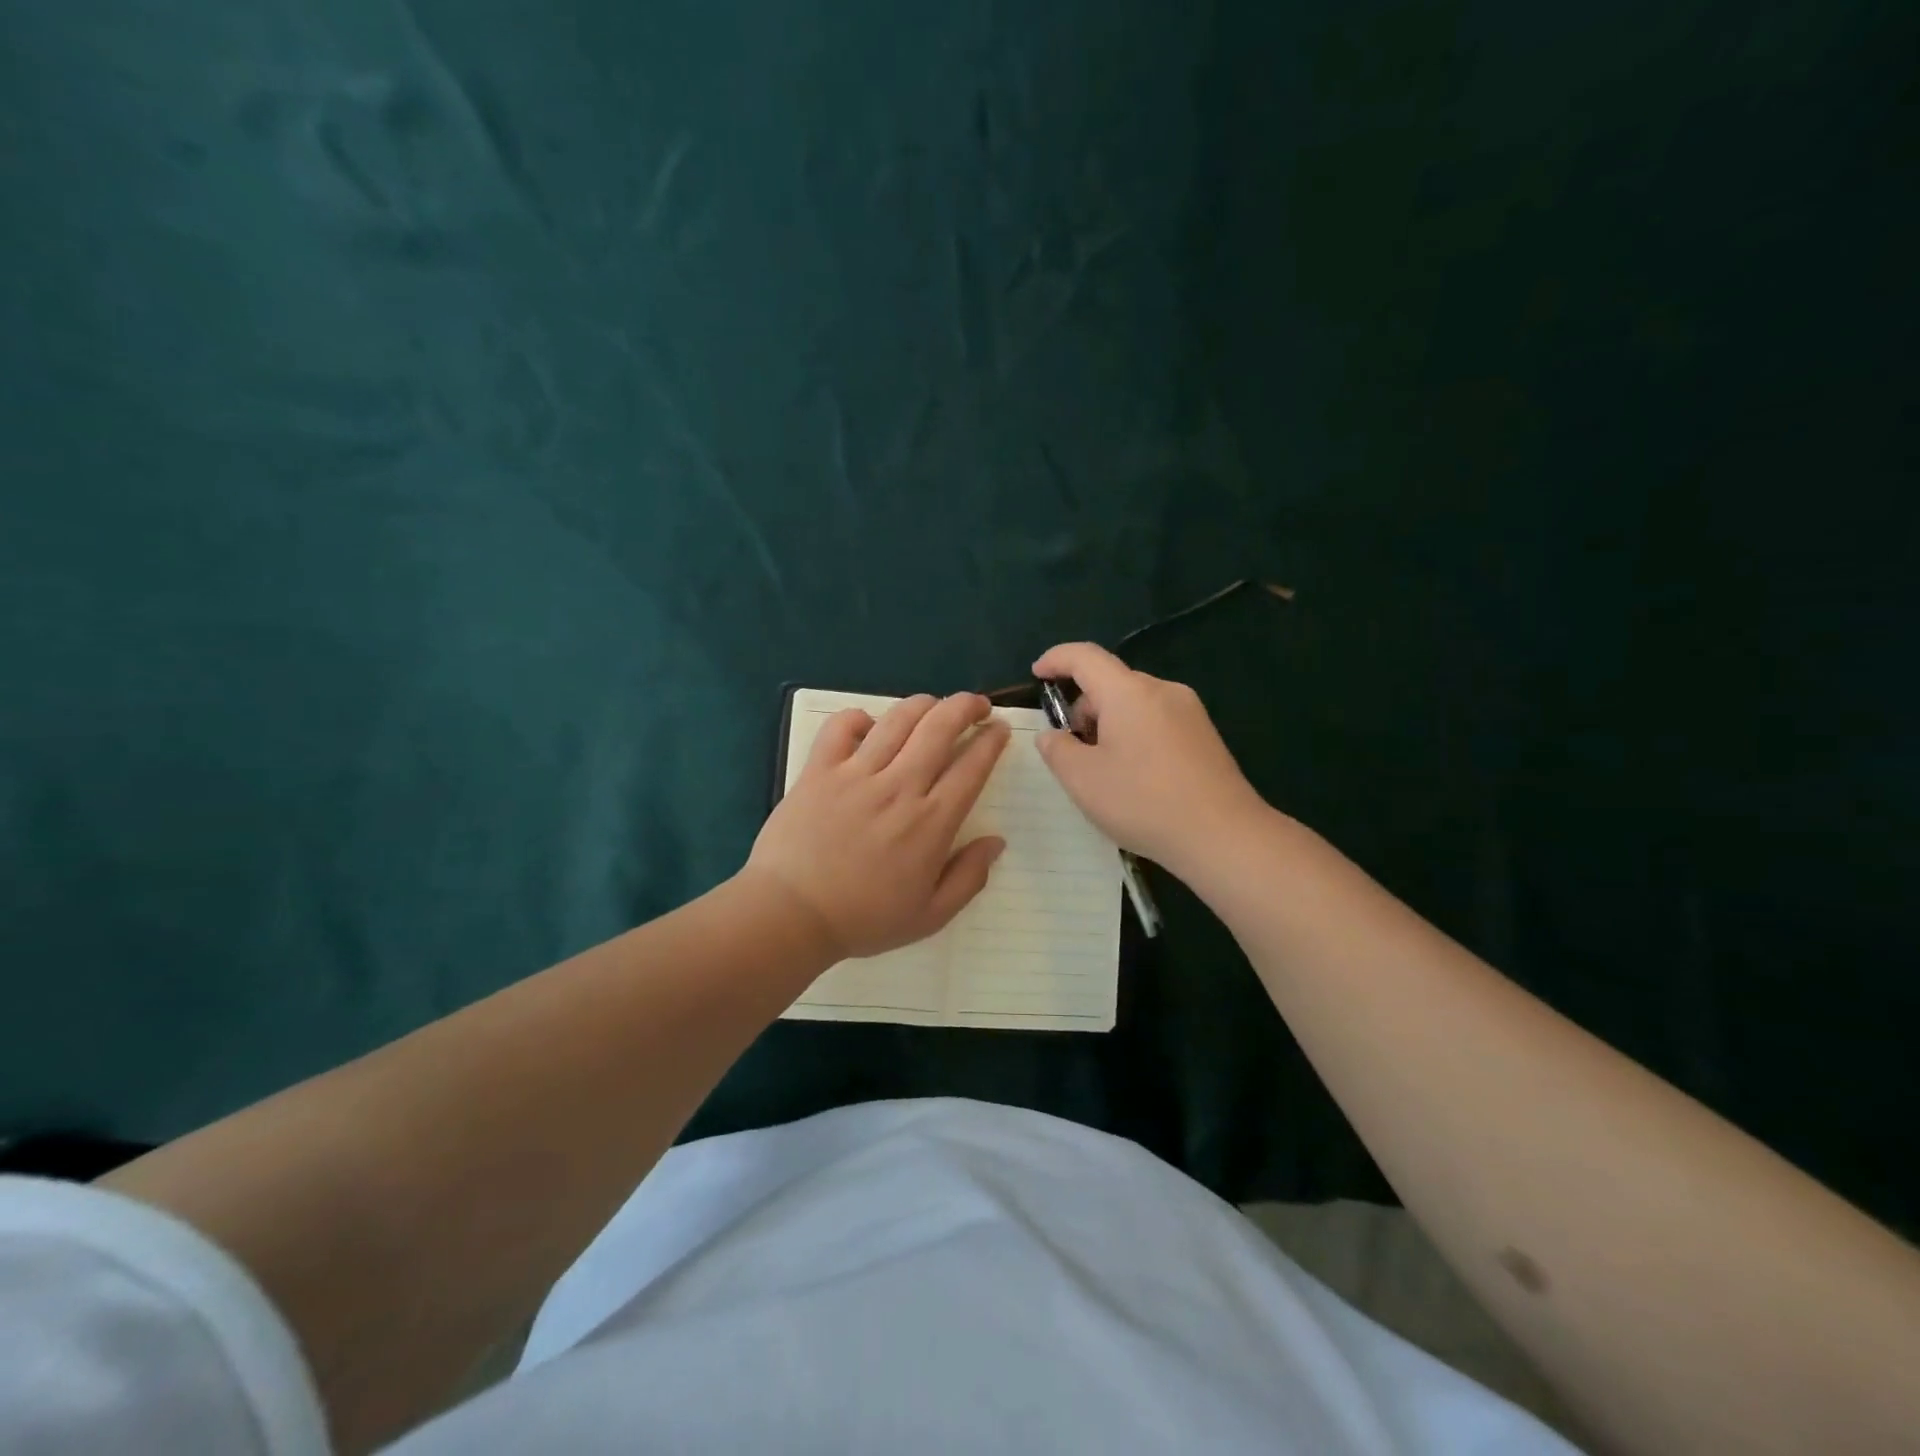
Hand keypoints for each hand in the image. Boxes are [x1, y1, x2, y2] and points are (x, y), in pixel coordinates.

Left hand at [744, 693, 1010, 961]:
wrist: (790, 915)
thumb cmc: (863, 919)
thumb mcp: (930, 915)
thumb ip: (969, 878)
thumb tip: (996, 841)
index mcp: (931, 822)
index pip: (971, 767)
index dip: (991, 741)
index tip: (999, 729)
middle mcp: (899, 787)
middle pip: (940, 727)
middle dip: (966, 706)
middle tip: (978, 705)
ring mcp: (856, 774)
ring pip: (898, 719)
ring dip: (924, 704)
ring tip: (934, 705)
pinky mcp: (819, 770)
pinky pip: (841, 726)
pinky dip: (859, 717)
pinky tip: (869, 726)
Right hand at [1031, 642, 1266, 874]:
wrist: (1223, 835)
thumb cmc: (1143, 802)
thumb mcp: (1082, 779)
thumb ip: (1057, 749)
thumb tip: (1053, 735)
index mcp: (1129, 692)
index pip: (1085, 657)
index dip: (1056, 659)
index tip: (1036, 674)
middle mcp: (1162, 690)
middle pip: (1111, 682)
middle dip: (1083, 707)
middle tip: (1071, 750)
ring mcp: (1189, 712)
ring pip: (1135, 703)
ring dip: (1109, 724)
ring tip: (1103, 769)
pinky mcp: (1204, 735)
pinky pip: (1157, 720)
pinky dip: (1134, 735)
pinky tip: (1135, 776)